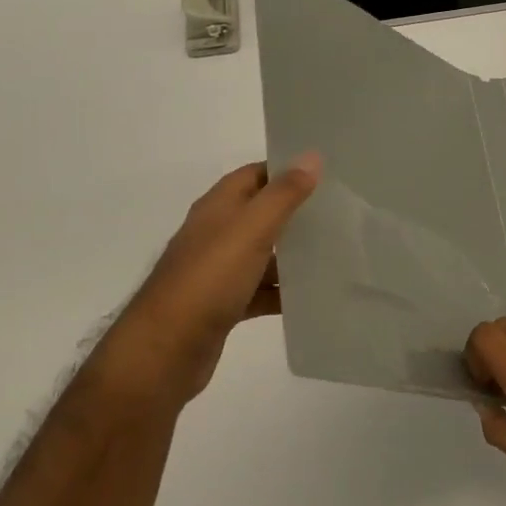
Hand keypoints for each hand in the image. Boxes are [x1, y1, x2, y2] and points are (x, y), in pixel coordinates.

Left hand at [108, 155, 321, 407]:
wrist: (165, 349)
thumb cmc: (209, 280)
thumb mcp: (251, 230)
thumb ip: (283, 195)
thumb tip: (312, 156)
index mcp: (217, 207)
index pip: (255, 174)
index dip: (287, 170)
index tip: (327, 174)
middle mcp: (215, 233)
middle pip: (260, 213)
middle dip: (295, 213)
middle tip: (339, 213)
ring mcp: (217, 271)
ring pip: (261, 254)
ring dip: (291, 254)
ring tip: (334, 254)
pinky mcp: (222, 305)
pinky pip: (258, 291)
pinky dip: (280, 292)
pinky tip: (309, 297)